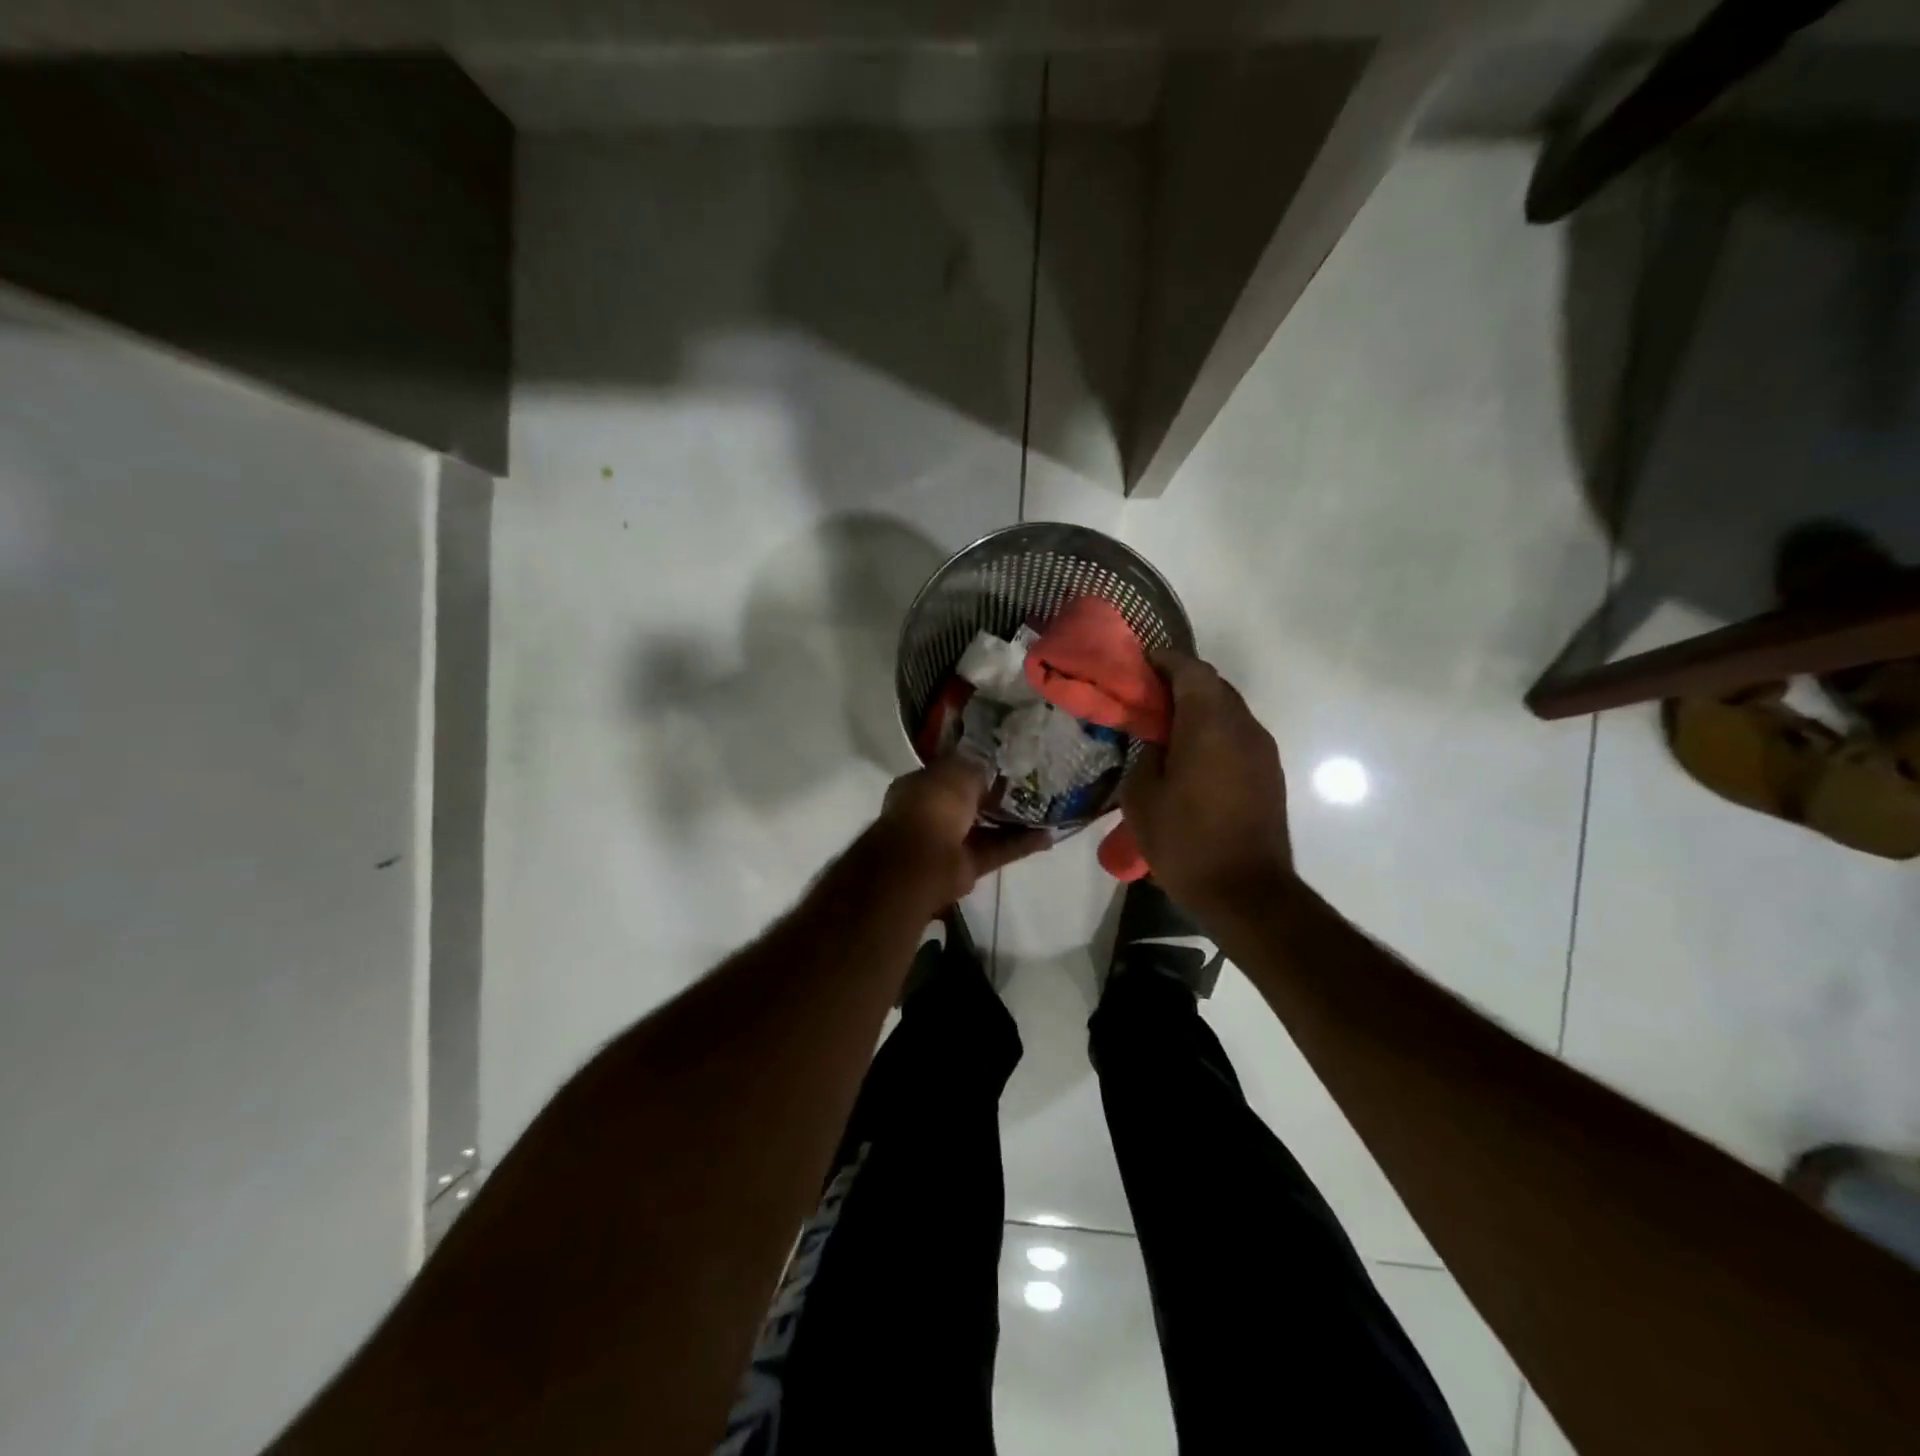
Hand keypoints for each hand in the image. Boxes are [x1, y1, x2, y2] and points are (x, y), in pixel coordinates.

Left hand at [871, 755, 1051, 908]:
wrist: (923, 859)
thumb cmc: (934, 804)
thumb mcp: (958, 771)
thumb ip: (977, 768)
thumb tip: (991, 768)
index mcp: (921, 785)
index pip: (950, 772)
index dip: (975, 767)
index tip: (1004, 763)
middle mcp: (932, 812)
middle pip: (970, 802)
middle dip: (996, 796)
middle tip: (1031, 786)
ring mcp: (948, 842)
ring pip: (985, 828)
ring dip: (1013, 822)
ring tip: (1046, 811)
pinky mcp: (966, 866)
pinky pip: (996, 851)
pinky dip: (1019, 845)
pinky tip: (1048, 837)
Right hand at [1122, 650, 1292, 913]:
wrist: (1246, 892)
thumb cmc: (1185, 841)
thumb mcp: (1142, 797)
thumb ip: (1145, 754)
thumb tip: (1155, 739)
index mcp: (1210, 723)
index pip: (1190, 670)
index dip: (1164, 661)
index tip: (1140, 664)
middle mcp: (1244, 727)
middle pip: (1213, 686)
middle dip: (1181, 683)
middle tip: (1148, 697)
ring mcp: (1263, 750)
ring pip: (1229, 710)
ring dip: (1200, 708)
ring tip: (1167, 727)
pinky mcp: (1270, 774)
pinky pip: (1239, 735)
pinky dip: (1214, 731)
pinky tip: (1192, 755)